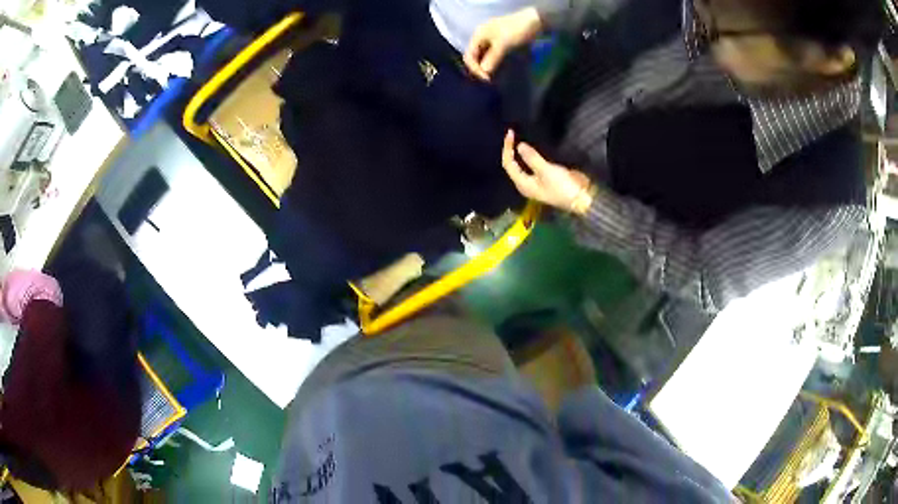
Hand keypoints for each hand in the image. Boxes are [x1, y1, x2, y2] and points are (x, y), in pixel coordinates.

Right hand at [463, 7, 542, 80]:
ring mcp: (491, 39)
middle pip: (475, 57)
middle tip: (490, 80)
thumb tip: (484, 73)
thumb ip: (492, 59)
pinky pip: (493, 54)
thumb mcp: (503, 45)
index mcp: (478, 35)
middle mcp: (482, 37)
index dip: (475, 69)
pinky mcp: (501, 41)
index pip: (469, 56)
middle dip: (481, 69)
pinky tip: (500, 69)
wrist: (535, 21)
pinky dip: (495, 62)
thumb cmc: (516, 30)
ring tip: (495, 77)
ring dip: (488, 67)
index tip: (487, 79)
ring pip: (484, 56)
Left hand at [502, 130, 593, 213]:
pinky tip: (530, 146)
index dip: (507, 148)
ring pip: (521, 164)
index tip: (511, 133)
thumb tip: (519, 145)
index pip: (508, 164)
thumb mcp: (546, 171)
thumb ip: (532, 158)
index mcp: (522, 184)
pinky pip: (531, 164)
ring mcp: (535, 181)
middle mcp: (525, 183)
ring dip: (519, 151)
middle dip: (511, 149)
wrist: (581, 198)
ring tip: (518, 137)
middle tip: (513, 133)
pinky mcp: (544, 177)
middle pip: (512, 164)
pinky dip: (528, 155)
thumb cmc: (562, 187)